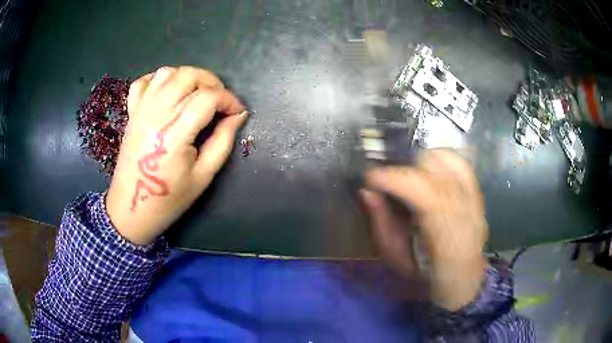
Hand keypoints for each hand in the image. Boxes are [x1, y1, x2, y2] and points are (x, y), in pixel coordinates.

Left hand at [106, 66, 247, 244]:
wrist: (131, 209)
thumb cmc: (169, 198)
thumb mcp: (203, 176)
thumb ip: (222, 141)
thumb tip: (238, 116)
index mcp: (175, 132)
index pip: (208, 97)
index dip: (229, 100)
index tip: (238, 112)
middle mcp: (157, 113)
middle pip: (188, 75)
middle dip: (212, 82)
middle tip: (219, 101)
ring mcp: (141, 110)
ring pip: (167, 73)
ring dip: (187, 77)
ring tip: (196, 94)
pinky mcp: (132, 113)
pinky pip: (143, 82)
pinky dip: (158, 79)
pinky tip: (168, 92)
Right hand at [361, 149, 487, 309]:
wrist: (461, 274)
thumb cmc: (425, 272)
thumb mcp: (395, 256)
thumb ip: (381, 223)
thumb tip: (367, 191)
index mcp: (443, 237)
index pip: (421, 192)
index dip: (393, 179)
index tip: (370, 179)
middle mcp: (464, 213)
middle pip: (431, 172)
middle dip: (403, 172)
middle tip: (389, 183)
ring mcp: (474, 199)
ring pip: (445, 161)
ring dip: (421, 164)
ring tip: (410, 178)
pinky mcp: (477, 192)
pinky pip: (459, 162)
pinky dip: (441, 159)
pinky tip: (430, 169)